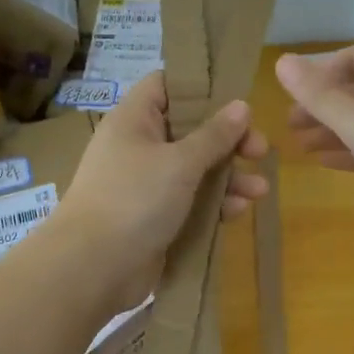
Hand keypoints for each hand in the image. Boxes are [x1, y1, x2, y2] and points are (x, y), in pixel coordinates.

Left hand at [52, 72, 268, 314]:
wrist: (93, 268)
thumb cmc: (134, 199)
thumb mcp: (180, 162)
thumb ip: (214, 135)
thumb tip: (241, 106)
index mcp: (135, 120)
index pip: (166, 85)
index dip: (200, 86)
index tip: (236, 96)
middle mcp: (139, 147)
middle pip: (191, 130)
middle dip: (229, 140)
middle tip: (260, 150)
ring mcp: (147, 184)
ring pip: (196, 170)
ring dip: (229, 177)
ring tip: (259, 190)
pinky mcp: (155, 217)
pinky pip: (191, 202)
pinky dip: (215, 204)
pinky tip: (239, 211)